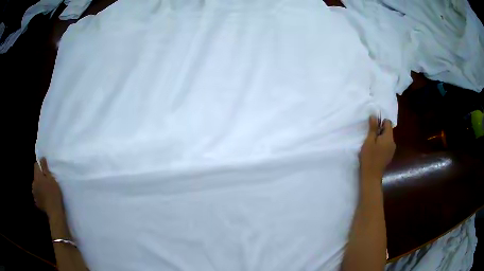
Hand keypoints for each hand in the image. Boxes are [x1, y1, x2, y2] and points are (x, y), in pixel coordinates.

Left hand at [33, 158, 63, 215]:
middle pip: (36, 177)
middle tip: (48, 182)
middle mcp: (33, 183)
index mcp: (37, 176)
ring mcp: (34, 194)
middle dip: (40, 177)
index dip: (40, 166)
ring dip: (40, 187)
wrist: (54, 212)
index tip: (45, 169)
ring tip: (47, 191)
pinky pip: (37, 195)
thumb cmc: (54, 193)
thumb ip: (45, 168)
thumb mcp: (51, 179)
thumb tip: (41, 158)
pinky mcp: (37, 202)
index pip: (36, 166)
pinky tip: (45, 199)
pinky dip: (40, 195)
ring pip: (36, 186)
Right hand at [359, 116, 395, 180]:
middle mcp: (393, 142)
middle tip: (370, 137)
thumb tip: (374, 116)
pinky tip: (375, 151)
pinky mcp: (389, 155)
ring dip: (380, 138)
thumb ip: (373, 128)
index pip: (388, 122)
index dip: (380, 122)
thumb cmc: (369, 157)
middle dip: (380, 131)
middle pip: (388, 130)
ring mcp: (392, 150)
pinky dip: (382, 145)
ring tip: (372, 145)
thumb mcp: (369, 141)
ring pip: (387, 138)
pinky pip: (387, 145)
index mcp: (388, 137)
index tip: (372, 128)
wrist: (371, 176)